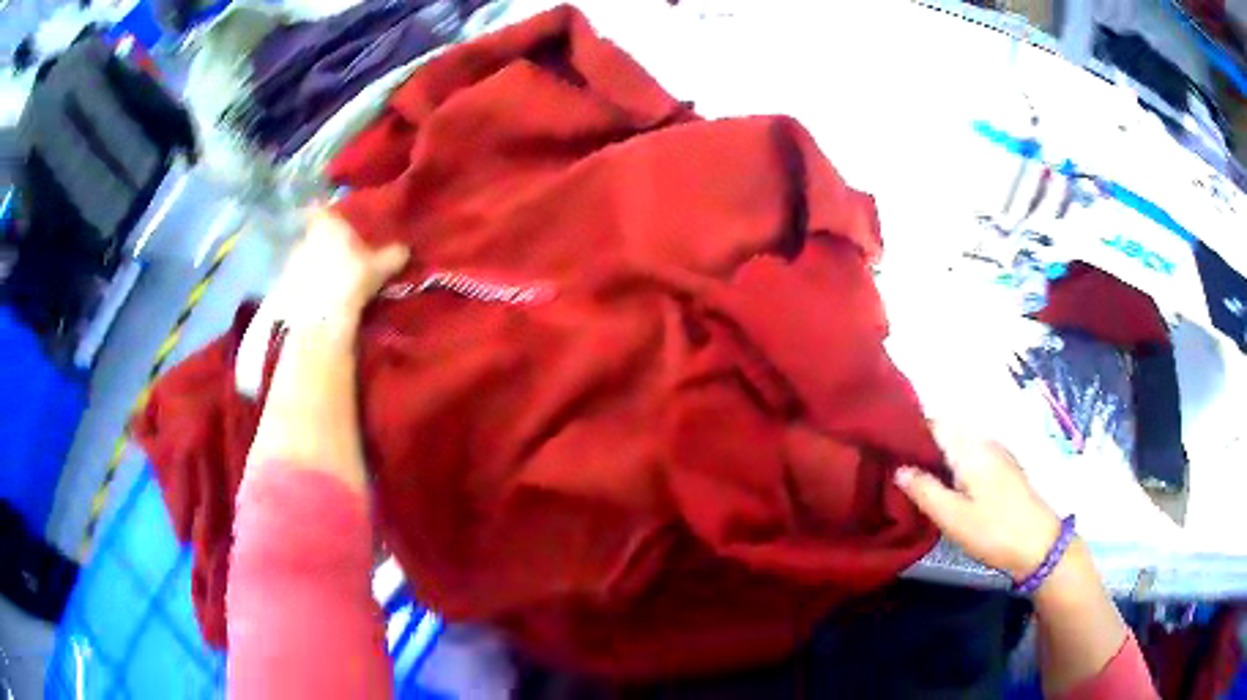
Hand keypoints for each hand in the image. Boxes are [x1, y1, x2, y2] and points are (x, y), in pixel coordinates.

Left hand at [273, 207, 408, 329]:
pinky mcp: (282, 291)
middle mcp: (304, 238)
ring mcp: (290, 265)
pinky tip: (317, 304)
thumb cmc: (352, 280)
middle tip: (340, 259)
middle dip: (324, 246)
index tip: (339, 225)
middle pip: (313, 237)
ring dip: (313, 269)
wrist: (321, 320)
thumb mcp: (381, 267)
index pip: (323, 210)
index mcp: (326, 224)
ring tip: (329, 285)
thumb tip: (405, 249)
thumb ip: (393, 255)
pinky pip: (295, 285)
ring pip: (303, 261)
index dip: (330, 216)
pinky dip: (305, 291)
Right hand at [895, 424, 1062, 579]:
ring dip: (938, 456)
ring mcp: (997, 455)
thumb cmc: (993, 530)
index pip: (935, 423)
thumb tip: (899, 469)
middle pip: (948, 432)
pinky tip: (946, 487)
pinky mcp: (1004, 469)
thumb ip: (924, 491)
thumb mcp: (953, 517)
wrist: (1039, 545)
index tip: (886, 447)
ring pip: (960, 445)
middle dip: (922, 445)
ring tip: (915, 479)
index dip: (910, 431)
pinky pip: (972, 456)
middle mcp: (984, 442)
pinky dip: (954, 465)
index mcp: (970, 448)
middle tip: (894, 468)